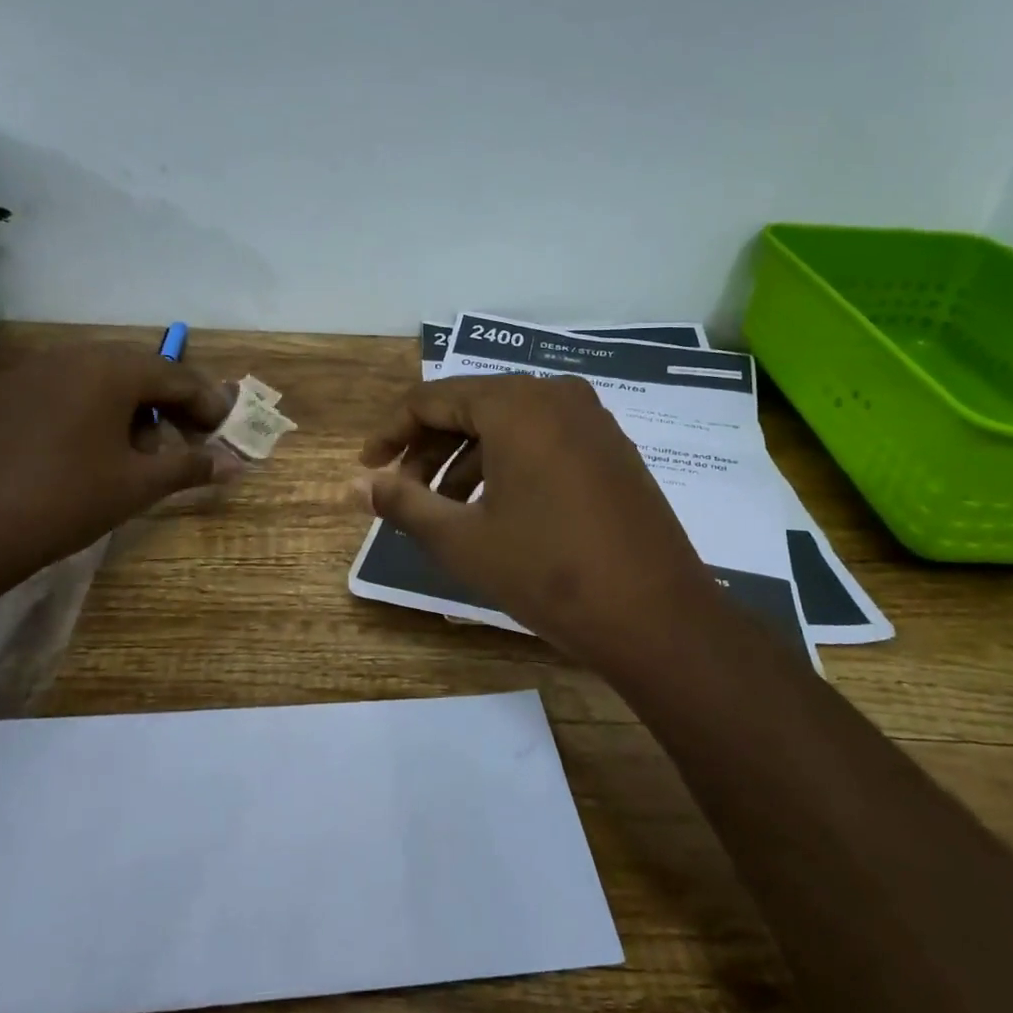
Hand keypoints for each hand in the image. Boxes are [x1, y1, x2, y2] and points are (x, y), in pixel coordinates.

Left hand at [0, 344, 234, 576]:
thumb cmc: (67, 501)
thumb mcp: (139, 484)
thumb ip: (192, 466)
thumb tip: (236, 464)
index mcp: (111, 370)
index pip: (177, 377)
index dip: (208, 405)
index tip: (225, 433)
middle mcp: (74, 356)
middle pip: (142, 370)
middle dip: (173, 403)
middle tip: (191, 439)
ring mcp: (36, 371)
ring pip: (105, 378)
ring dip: (136, 406)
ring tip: (145, 449)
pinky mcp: (10, 393)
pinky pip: (70, 388)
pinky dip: (98, 409)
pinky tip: (98, 447)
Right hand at [356, 375, 725, 666]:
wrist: (657, 616)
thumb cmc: (548, 572)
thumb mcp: (463, 540)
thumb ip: (402, 504)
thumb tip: (355, 487)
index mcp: (516, 404)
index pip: (432, 399)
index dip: (391, 432)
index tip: (367, 468)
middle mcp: (556, 396)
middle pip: (472, 408)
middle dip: (428, 450)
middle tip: (402, 494)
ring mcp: (592, 420)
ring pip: (509, 426)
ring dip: (467, 462)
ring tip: (444, 511)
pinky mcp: (612, 449)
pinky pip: (543, 440)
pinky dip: (507, 466)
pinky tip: (495, 509)